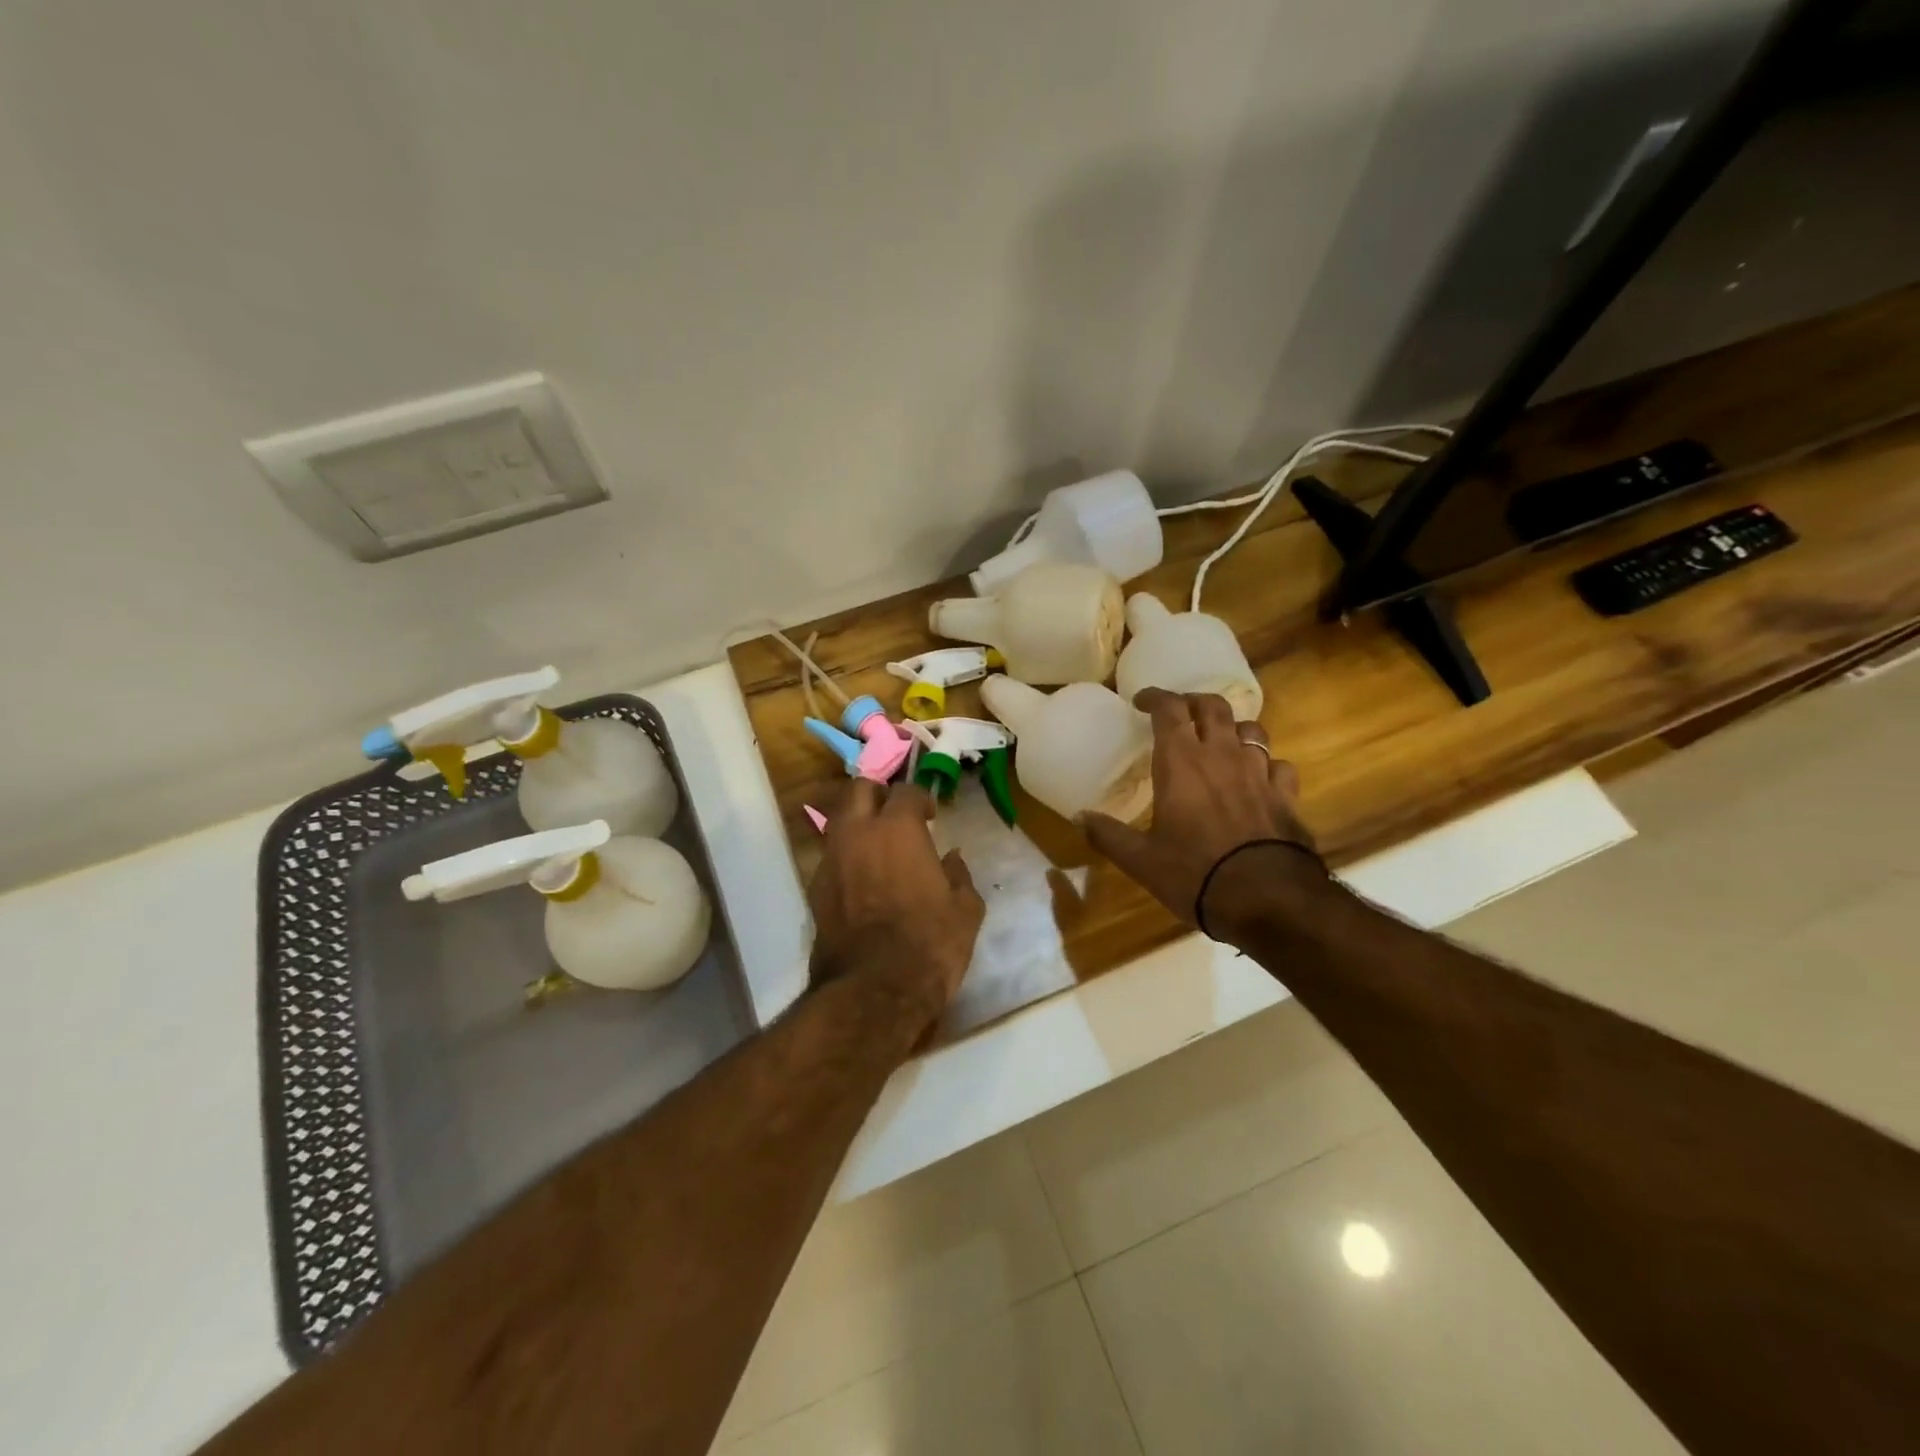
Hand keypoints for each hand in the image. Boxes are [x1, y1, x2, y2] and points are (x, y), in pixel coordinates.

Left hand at [807, 780, 985, 1028]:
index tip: (931, 815)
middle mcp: (858, 833)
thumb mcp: (965, 910)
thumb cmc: (929, 943)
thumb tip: (951, 858)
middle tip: (896, 815)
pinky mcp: (815, 889)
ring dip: (858, 824)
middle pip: (859, 789)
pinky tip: (862, 880)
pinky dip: (846, 857)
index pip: (906, 790)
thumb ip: (959, 875)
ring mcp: (831, 860)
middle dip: (878, 794)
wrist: (873, 991)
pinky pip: (831, 856)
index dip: (921, 798)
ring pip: (839, 821)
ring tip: (877, 847)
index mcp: (898, 829)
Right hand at [1082, 689, 1318, 936]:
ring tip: (1221, 741)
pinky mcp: (1286, 794)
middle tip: (1181, 713)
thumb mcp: (1141, 860)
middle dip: (1194, 702)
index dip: (1155, 697)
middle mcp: (1222, 755)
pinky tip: (1259, 778)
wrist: (1267, 899)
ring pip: (1250, 729)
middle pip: (1213, 706)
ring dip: (1232, 729)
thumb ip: (1108, 835)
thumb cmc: (1195, 873)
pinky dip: (1266, 764)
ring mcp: (1259, 772)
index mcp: (1181, 762)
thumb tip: (1079, 817)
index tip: (1141, 702)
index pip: (1169, 709)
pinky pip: (1278, 764)